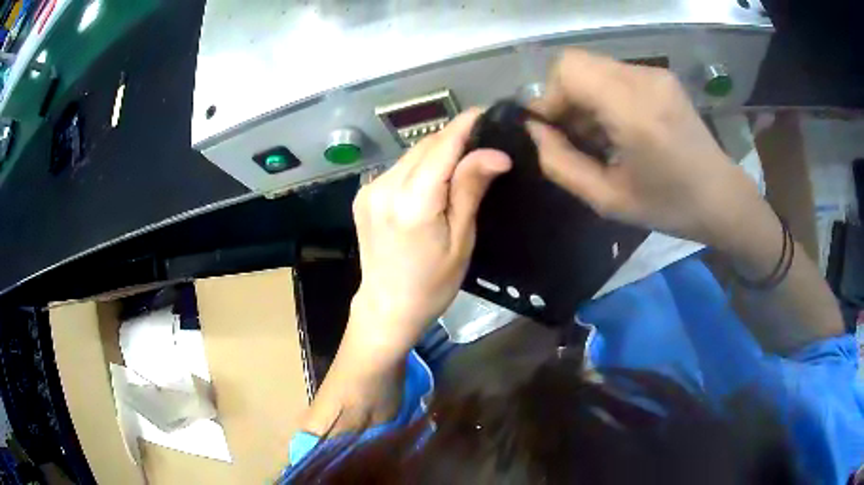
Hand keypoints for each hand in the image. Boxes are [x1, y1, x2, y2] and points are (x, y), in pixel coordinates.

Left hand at [349, 109, 510, 356]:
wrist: (386, 307)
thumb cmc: (432, 283)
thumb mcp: (461, 240)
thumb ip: (470, 189)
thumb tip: (495, 153)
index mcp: (412, 202)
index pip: (442, 146)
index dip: (465, 125)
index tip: (486, 112)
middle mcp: (385, 187)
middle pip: (425, 145)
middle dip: (453, 137)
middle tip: (481, 141)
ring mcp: (369, 189)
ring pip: (411, 154)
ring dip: (436, 151)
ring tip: (461, 159)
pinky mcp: (363, 195)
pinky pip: (397, 168)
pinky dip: (418, 165)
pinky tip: (432, 178)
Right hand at [528, 49, 764, 251]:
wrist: (721, 197)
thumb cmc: (669, 206)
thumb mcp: (608, 199)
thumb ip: (561, 164)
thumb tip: (535, 131)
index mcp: (634, 110)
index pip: (569, 69)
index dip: (550, 96)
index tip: (554, 130)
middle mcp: (644, 79)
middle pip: (578, 64)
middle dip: (565, 97)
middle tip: (575, 136)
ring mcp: (656, 75)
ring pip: (595, 68)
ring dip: (586, 98)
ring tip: (600, 137)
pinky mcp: (663, 77)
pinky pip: (616, 74)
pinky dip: (605, 96)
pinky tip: (620, 128)